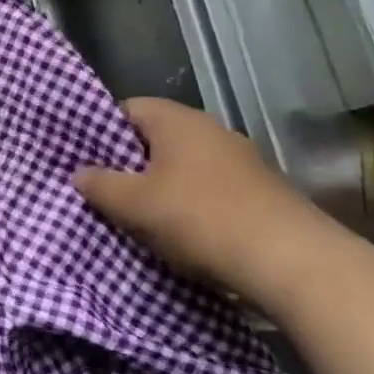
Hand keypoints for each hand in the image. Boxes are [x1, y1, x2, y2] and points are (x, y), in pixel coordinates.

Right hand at [74, 97, 340, 305]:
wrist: (295, 264)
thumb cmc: (202, 219)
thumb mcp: (135, 205)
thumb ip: (100, 185)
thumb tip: (78, 173)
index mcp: (176, 120)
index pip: (126, 109)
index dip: (101, 131)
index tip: (86, 160)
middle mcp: (210, 129)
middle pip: (155, 138)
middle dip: (130, 163)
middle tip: (106, 191)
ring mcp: (241, 160)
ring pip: (184, 166)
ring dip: (162, 187)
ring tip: (140, 217)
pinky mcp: (261, 192)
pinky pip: (210, 189)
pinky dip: (192, 205)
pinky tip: (183, 233)